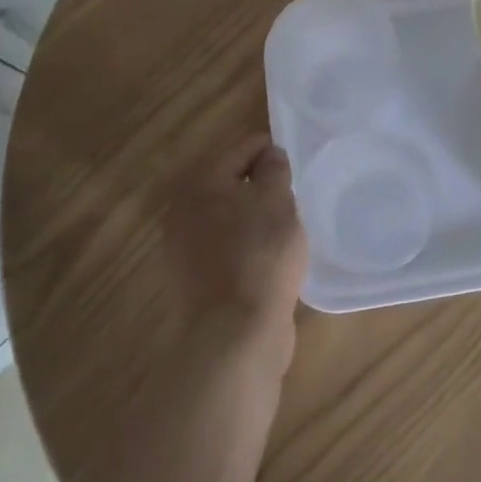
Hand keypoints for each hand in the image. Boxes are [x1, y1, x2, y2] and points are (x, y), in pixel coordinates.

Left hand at [164, 133, 308, 339]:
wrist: (236, 332)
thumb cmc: (261, 255)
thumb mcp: (277, 201)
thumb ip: (274, 169)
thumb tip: (269, 155)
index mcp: (201, 183)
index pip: (242, 149)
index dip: (272, 151)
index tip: (296, 163)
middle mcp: (183, 210)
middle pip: (230, 183)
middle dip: (260, 186)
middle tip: (292, 196)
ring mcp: (184, 247)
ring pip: (227, 216)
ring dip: (252, 216)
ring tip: (284, 227)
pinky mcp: (193, 278)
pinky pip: (224, 246)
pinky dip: (244, 244)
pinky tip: (267, 256)